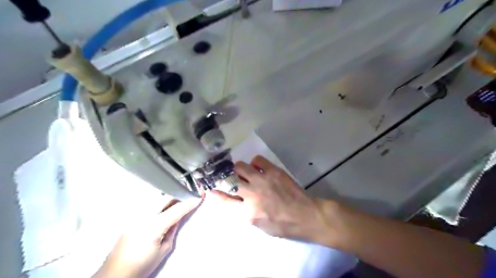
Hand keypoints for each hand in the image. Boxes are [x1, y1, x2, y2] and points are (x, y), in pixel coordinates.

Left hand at [93, 198, 200, 277]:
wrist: (116, 273)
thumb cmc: (142, 265)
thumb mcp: (165, 249)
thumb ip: (173, 229)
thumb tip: (179, 216)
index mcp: (154, 227)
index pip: (176, 209)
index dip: (189, 202)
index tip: (199, 195)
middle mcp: (143, 216)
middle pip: (165, 197)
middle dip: (179, 194)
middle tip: (189, 193)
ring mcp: (135, 215)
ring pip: (155, 196)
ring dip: (168, 194)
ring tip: (178, 196)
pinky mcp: (130, 216)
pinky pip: (146, 201)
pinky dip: (157, 197)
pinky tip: (162, 200)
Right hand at [208, 157, 339, 244]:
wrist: (306, 215)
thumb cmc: (282, 225)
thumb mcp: (259, 225)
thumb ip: (243, 212)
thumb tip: (232, 199)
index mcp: (248, 212)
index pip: (223, 200)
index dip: (214, 193)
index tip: (209, 187)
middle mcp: (252, 194)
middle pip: (228, 180)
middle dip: (224, 178)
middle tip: (227, 177)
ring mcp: (263, 180)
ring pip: (240, 166)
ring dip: (239, 169)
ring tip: (244, 172)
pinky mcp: (274, 171)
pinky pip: (257, 160)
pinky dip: (255, 163)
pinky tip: (258, 168)